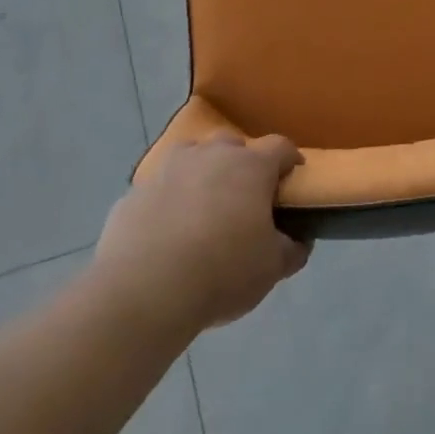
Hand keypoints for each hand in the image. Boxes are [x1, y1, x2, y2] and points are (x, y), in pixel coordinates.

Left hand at [95, 133, 310, 333]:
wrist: (144, 289)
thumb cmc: (222, 271)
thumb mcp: (271, 268)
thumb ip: (291, 249)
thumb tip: (298, 240)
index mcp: (251, 167)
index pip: (280, 147)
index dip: (290, 160)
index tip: (292, 179)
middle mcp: (210, 155)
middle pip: (233, 144)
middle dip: (242, 164)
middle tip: (244, 198)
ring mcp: (169, 168)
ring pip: (192, 157)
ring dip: (202, 173)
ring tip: (203, 207)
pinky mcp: (135, 190)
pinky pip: (161, 186)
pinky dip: (169, 198)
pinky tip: (167, 230)